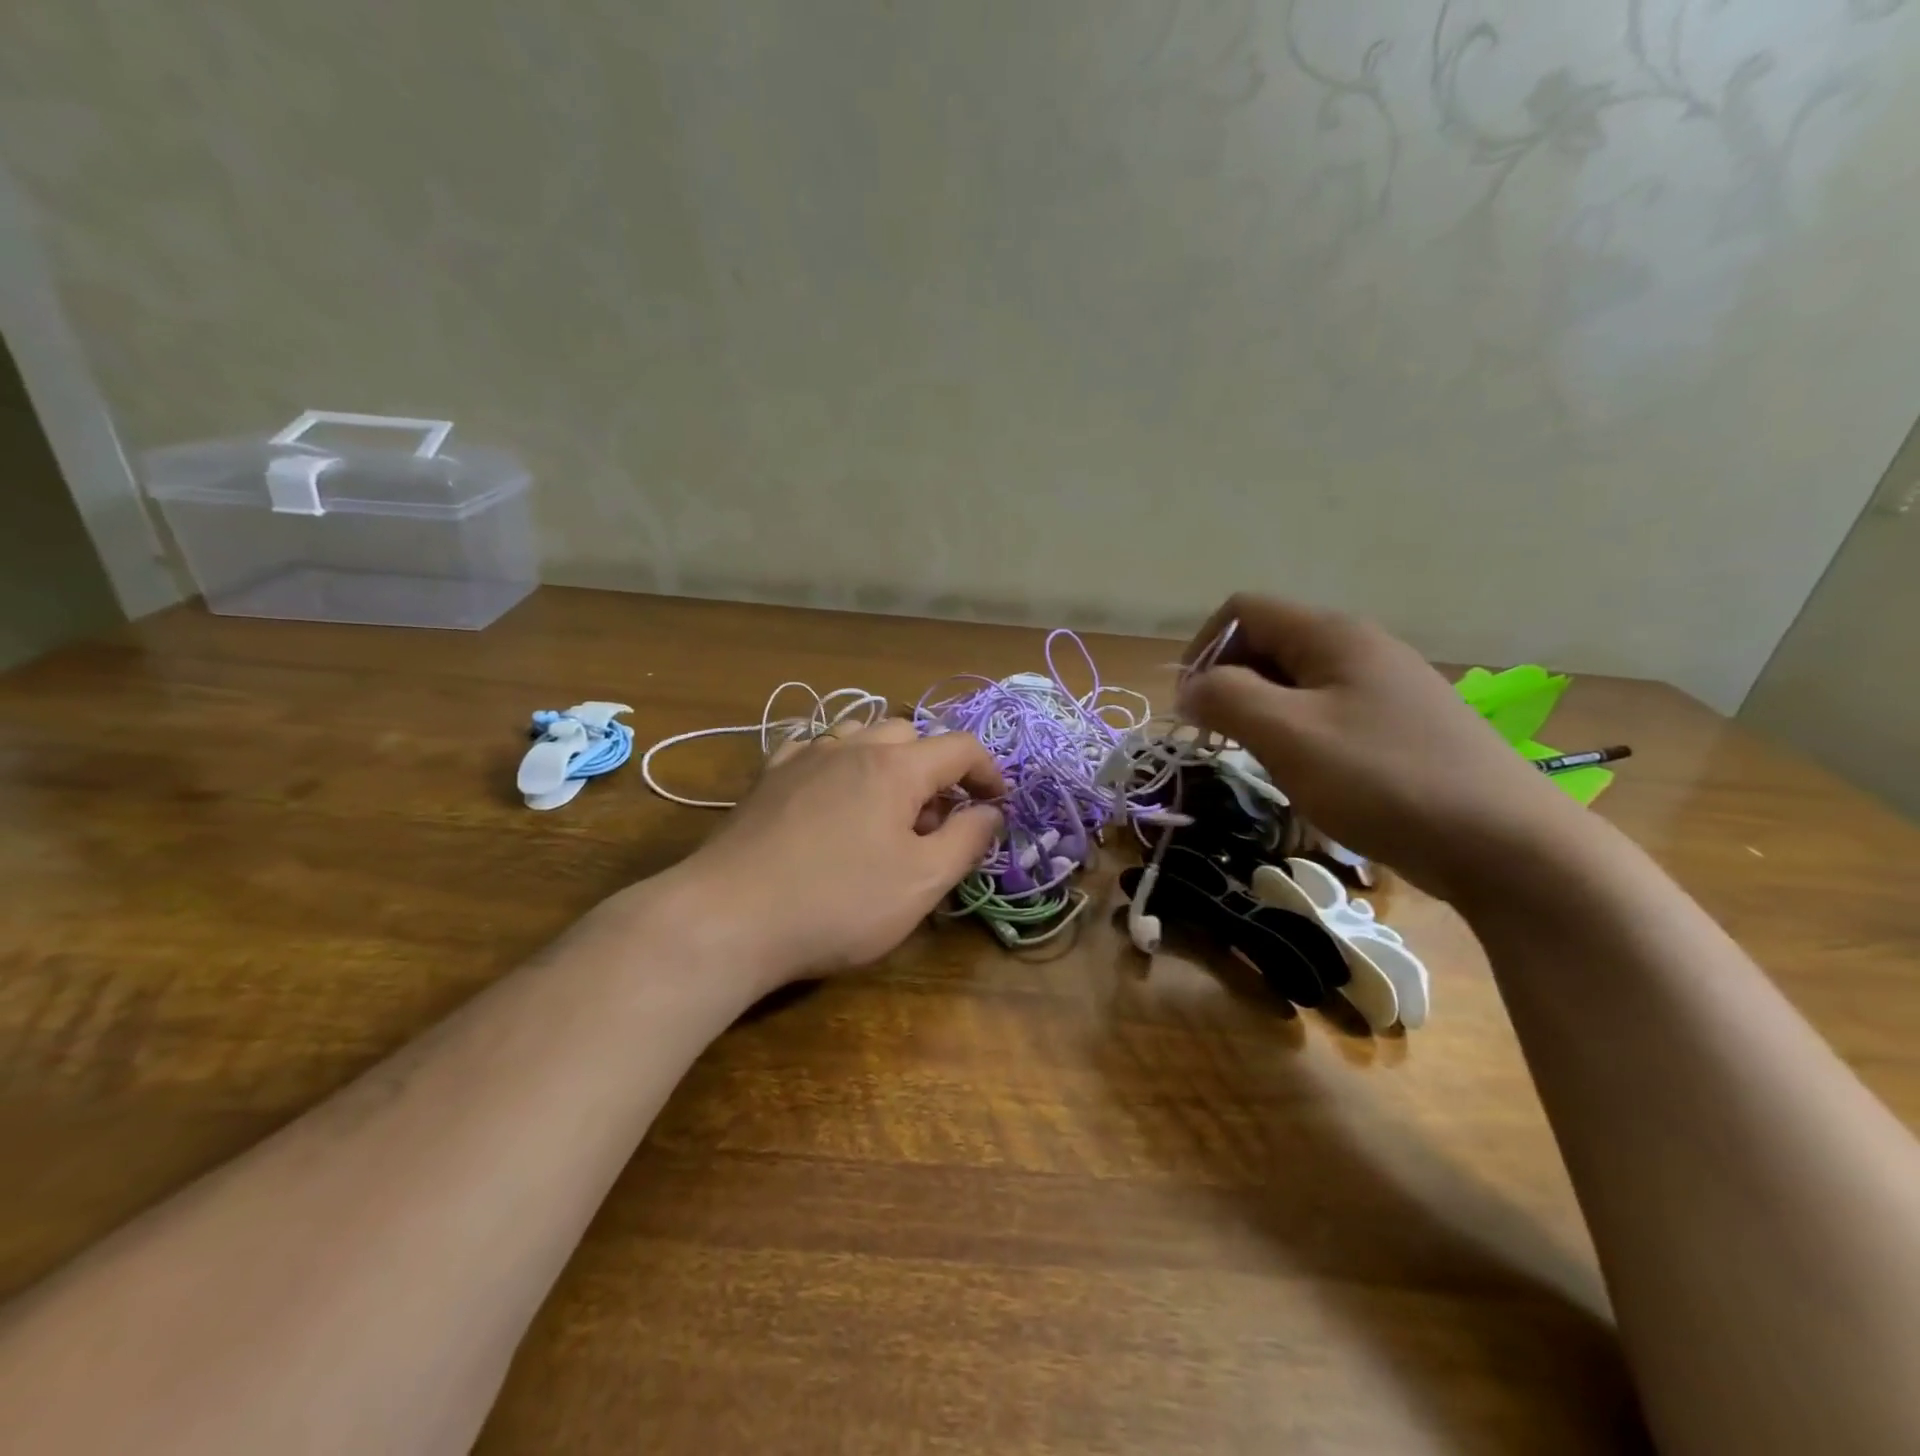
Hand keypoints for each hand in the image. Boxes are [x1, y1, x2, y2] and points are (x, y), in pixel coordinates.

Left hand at [678, 718, 1005, 982]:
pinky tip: (832, 794)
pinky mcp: (768, 778)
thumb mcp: (921, 883)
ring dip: (887, 761)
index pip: (960, 747)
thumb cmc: (838, 903)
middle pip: (910, 735)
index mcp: (895, 767)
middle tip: (937, 818)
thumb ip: (967, 841)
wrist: (729, 917)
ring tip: (885, 807)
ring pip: (860, 736)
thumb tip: (990, 812)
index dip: (988, 772)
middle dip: (935, 768)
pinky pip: (815, 749)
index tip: (997, 805)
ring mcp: (803, 757)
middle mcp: (850, 747)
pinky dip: (839, 763)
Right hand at [1175, 594, 1584, 900]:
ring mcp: (1386, 687)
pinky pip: (1328, 713)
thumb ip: (1226, 698)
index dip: (1204, 649)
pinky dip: (1298, 735)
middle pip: (1269, 643)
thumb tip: (1191, 686)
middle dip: (1231, 684)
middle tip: (1220, 740)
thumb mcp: (1288, 735)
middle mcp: (1360, 647)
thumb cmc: (1383, 779)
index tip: (1191, 706)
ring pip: (1296, 683)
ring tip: (1263, 762)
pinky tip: (1308, 776)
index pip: (1243, 611)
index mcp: (1332, 635)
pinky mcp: (1401, 726)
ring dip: (1263, 714)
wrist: (1505, 844)